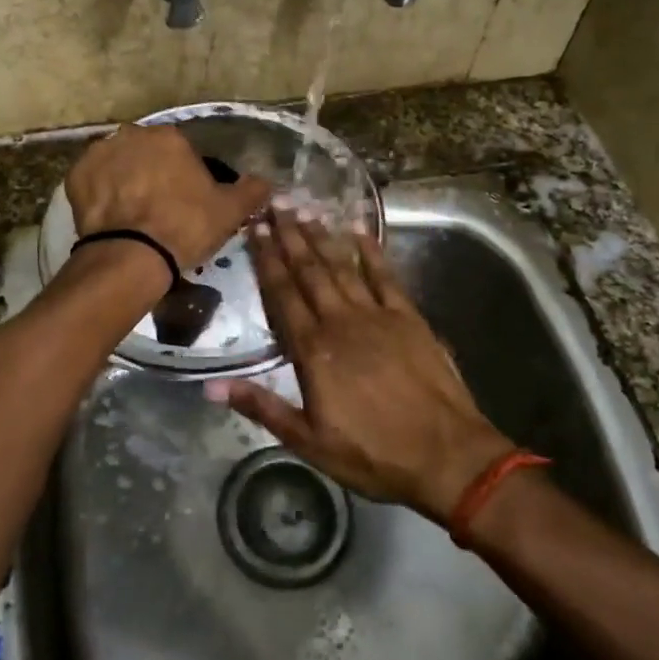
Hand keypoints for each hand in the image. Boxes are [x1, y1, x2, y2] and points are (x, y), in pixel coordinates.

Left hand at [65, 124, 272, 283]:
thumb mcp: (230, 211)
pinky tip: (110, 216)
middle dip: (153, 173)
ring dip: (125, 180)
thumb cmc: (185, 227)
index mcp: (171, 137)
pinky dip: (100, 193)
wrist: (131, 256)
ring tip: (132, 214)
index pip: (182, 151)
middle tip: (159, 208)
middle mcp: (133, 134)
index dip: (186, 176)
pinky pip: (93, 181)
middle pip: (147, 153)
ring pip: (119, 164)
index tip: (187, 201)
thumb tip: (266, 182)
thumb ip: (252, 191)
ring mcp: (100, 153)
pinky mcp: (75, 176)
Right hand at [205, 207, 515, 521]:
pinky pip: (385, 276)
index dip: (266, 260)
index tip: (254, 230)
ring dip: (322, 237)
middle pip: (309, 271)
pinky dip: (371, 252)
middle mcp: (341, 321)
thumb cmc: (373, 453)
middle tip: (275, 204)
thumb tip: (212, 386)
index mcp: (313, 350)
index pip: (282, 295)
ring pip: (342, 266)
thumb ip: (261, 407)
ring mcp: (377, 315)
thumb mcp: (309, 441)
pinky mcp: (409, 317)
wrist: (446, 455)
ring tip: (305, 209)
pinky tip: (359, 231)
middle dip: (290, 236)